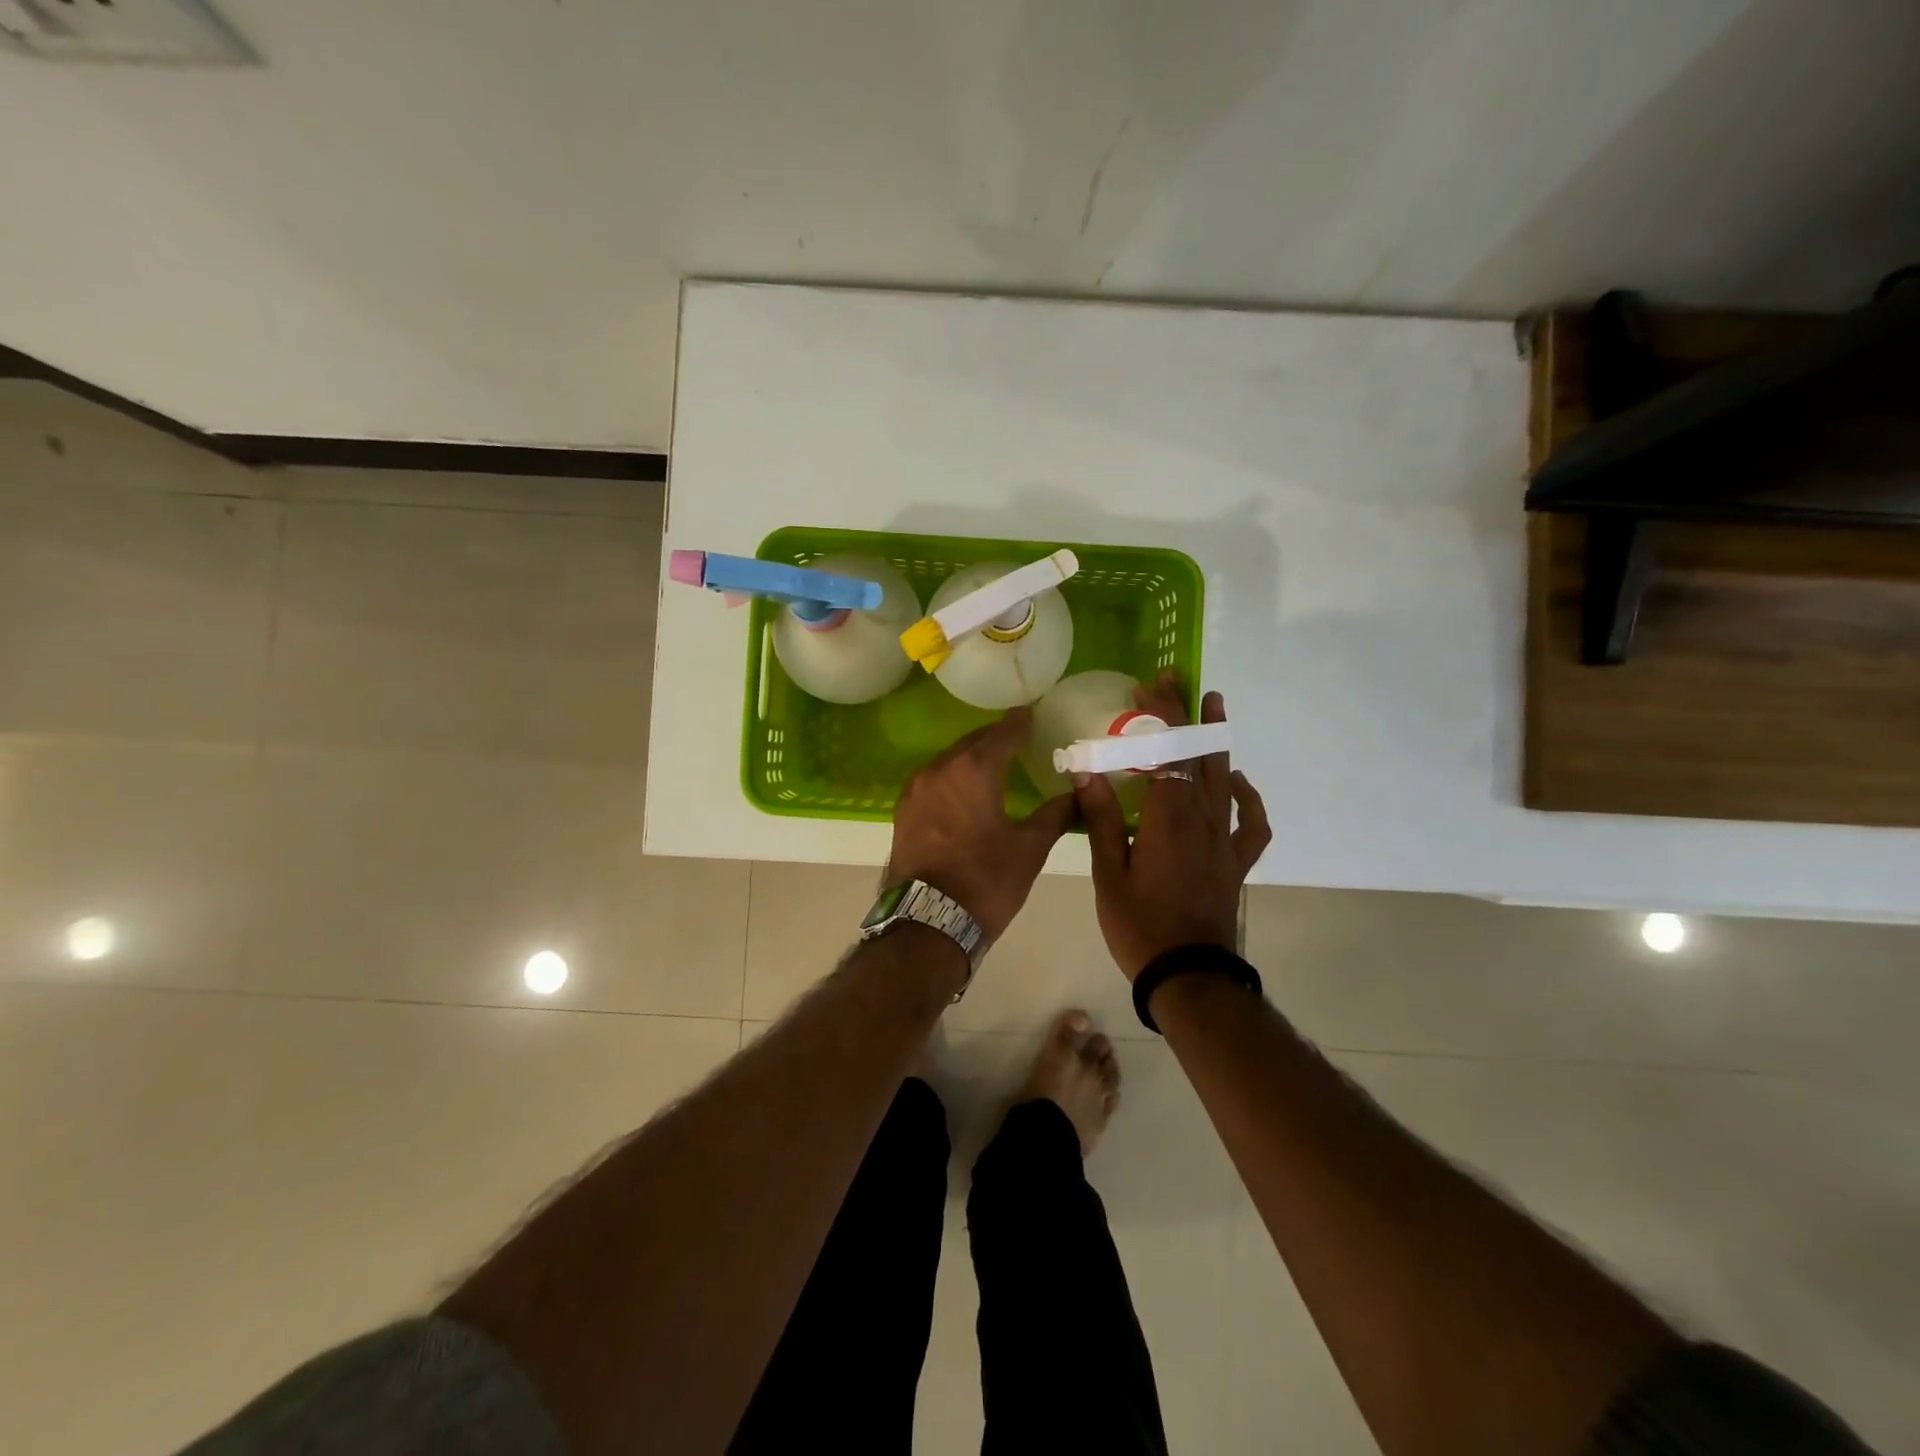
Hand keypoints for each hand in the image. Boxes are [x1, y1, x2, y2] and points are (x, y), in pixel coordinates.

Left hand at [888, 707, 1076, 943]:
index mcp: (973, 770)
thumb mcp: (1029, 848)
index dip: (1020, 723)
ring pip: (949, 761)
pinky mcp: (904, 811)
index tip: (1032, 714)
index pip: (1002, 733)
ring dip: (972, 758)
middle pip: (972, 743)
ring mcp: (915, 790)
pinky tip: (965, 790)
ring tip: (994, 763)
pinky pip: (934, 780)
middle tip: (1018, 737)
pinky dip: (953, 777)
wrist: (927, 923)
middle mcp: (939, 769)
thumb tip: (1080, 794)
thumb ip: (1055, 815)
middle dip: (995, 738)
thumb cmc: (985, 882)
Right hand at [1073, 672, 1270, 979]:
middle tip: (1177, 680)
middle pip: (1199, 754)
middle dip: (1188, 713)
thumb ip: (1100, 818)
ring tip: (1215, 706)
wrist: (1188, 975)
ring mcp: (1224, 839)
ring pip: (1226, 778)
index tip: (1145, 688)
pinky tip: (1239, 783)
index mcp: (1167, 818)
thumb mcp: (1107, 872)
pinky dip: (1250, 798)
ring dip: (1219, 739)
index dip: (1158, 715)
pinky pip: (1252, 823)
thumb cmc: (1139, 925)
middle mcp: (1202, 819)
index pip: (1167, 751)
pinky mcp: (1235, 861)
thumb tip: (1087, 769)